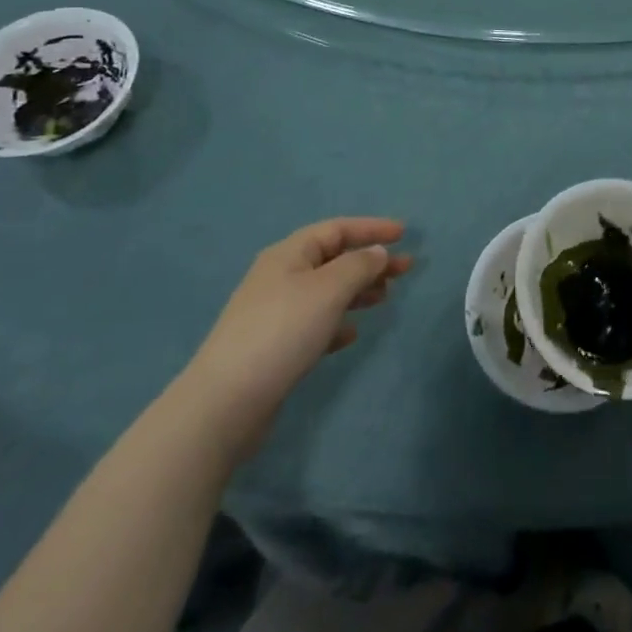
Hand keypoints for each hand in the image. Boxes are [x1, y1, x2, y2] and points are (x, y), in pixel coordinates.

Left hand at [174, 218, 412, 462]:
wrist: (225, 403)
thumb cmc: (282, 332)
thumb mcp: (328, 290)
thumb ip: (358, 266)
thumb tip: (377, 252)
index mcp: (289, 254)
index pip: (337, 229)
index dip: (371, 228)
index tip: (404, 234)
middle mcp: (280, 277)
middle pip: (333, 259)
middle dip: (370, 262)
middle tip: (406, 270)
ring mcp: (274, 313)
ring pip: (326, 291)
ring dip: (358, 291)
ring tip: (385, 299)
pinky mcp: (274, 347)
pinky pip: (314, 323)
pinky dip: (337, 323)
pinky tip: (351, 335)